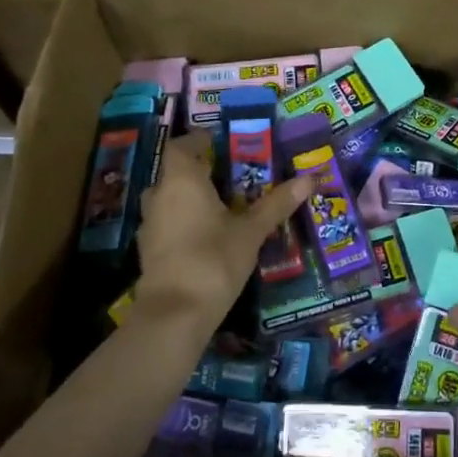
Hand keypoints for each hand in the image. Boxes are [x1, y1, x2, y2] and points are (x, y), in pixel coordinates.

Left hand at [133, 135, 311, 328]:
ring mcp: (149, 225)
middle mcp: (160, 196)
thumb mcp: (251, 231)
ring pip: (168, 200)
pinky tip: (206, 237)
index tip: (220, 144)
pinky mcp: (148, 251)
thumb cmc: (214, 259)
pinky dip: (182, 223)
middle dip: (199, 172)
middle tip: (230, 177)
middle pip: (175, 173)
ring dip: (189, 198)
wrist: (174, 314)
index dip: (198, 142)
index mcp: (182, 181)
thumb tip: (309, 178)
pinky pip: (166, 224)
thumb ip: (277, 204)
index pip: (181, 146)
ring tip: (221, 207)